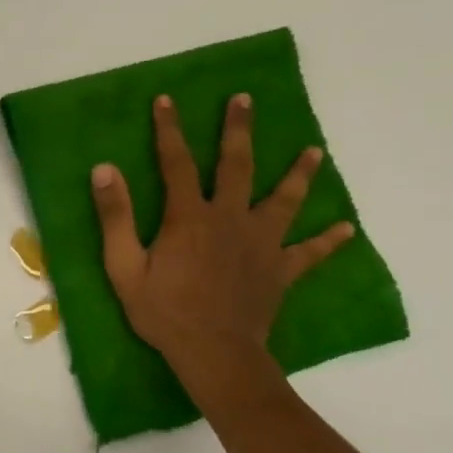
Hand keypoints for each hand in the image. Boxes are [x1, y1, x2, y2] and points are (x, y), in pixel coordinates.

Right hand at [91, 93, 351, 376]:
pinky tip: (347, 228)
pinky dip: (329, 240)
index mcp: (189, 217)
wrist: (214, 353)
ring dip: (299, 173)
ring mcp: (262, 243)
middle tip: (245, 100)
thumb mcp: (124, 266)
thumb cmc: (163, 310)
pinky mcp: (281, 269)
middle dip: (238, 130)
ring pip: (284, 200)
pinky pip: (310, 252)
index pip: (176, 162)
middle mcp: (230, 219)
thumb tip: (105, 169)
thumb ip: (115, 217)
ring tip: (314, 151)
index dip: (169, 130)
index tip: (166, 100)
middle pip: (238, 166)